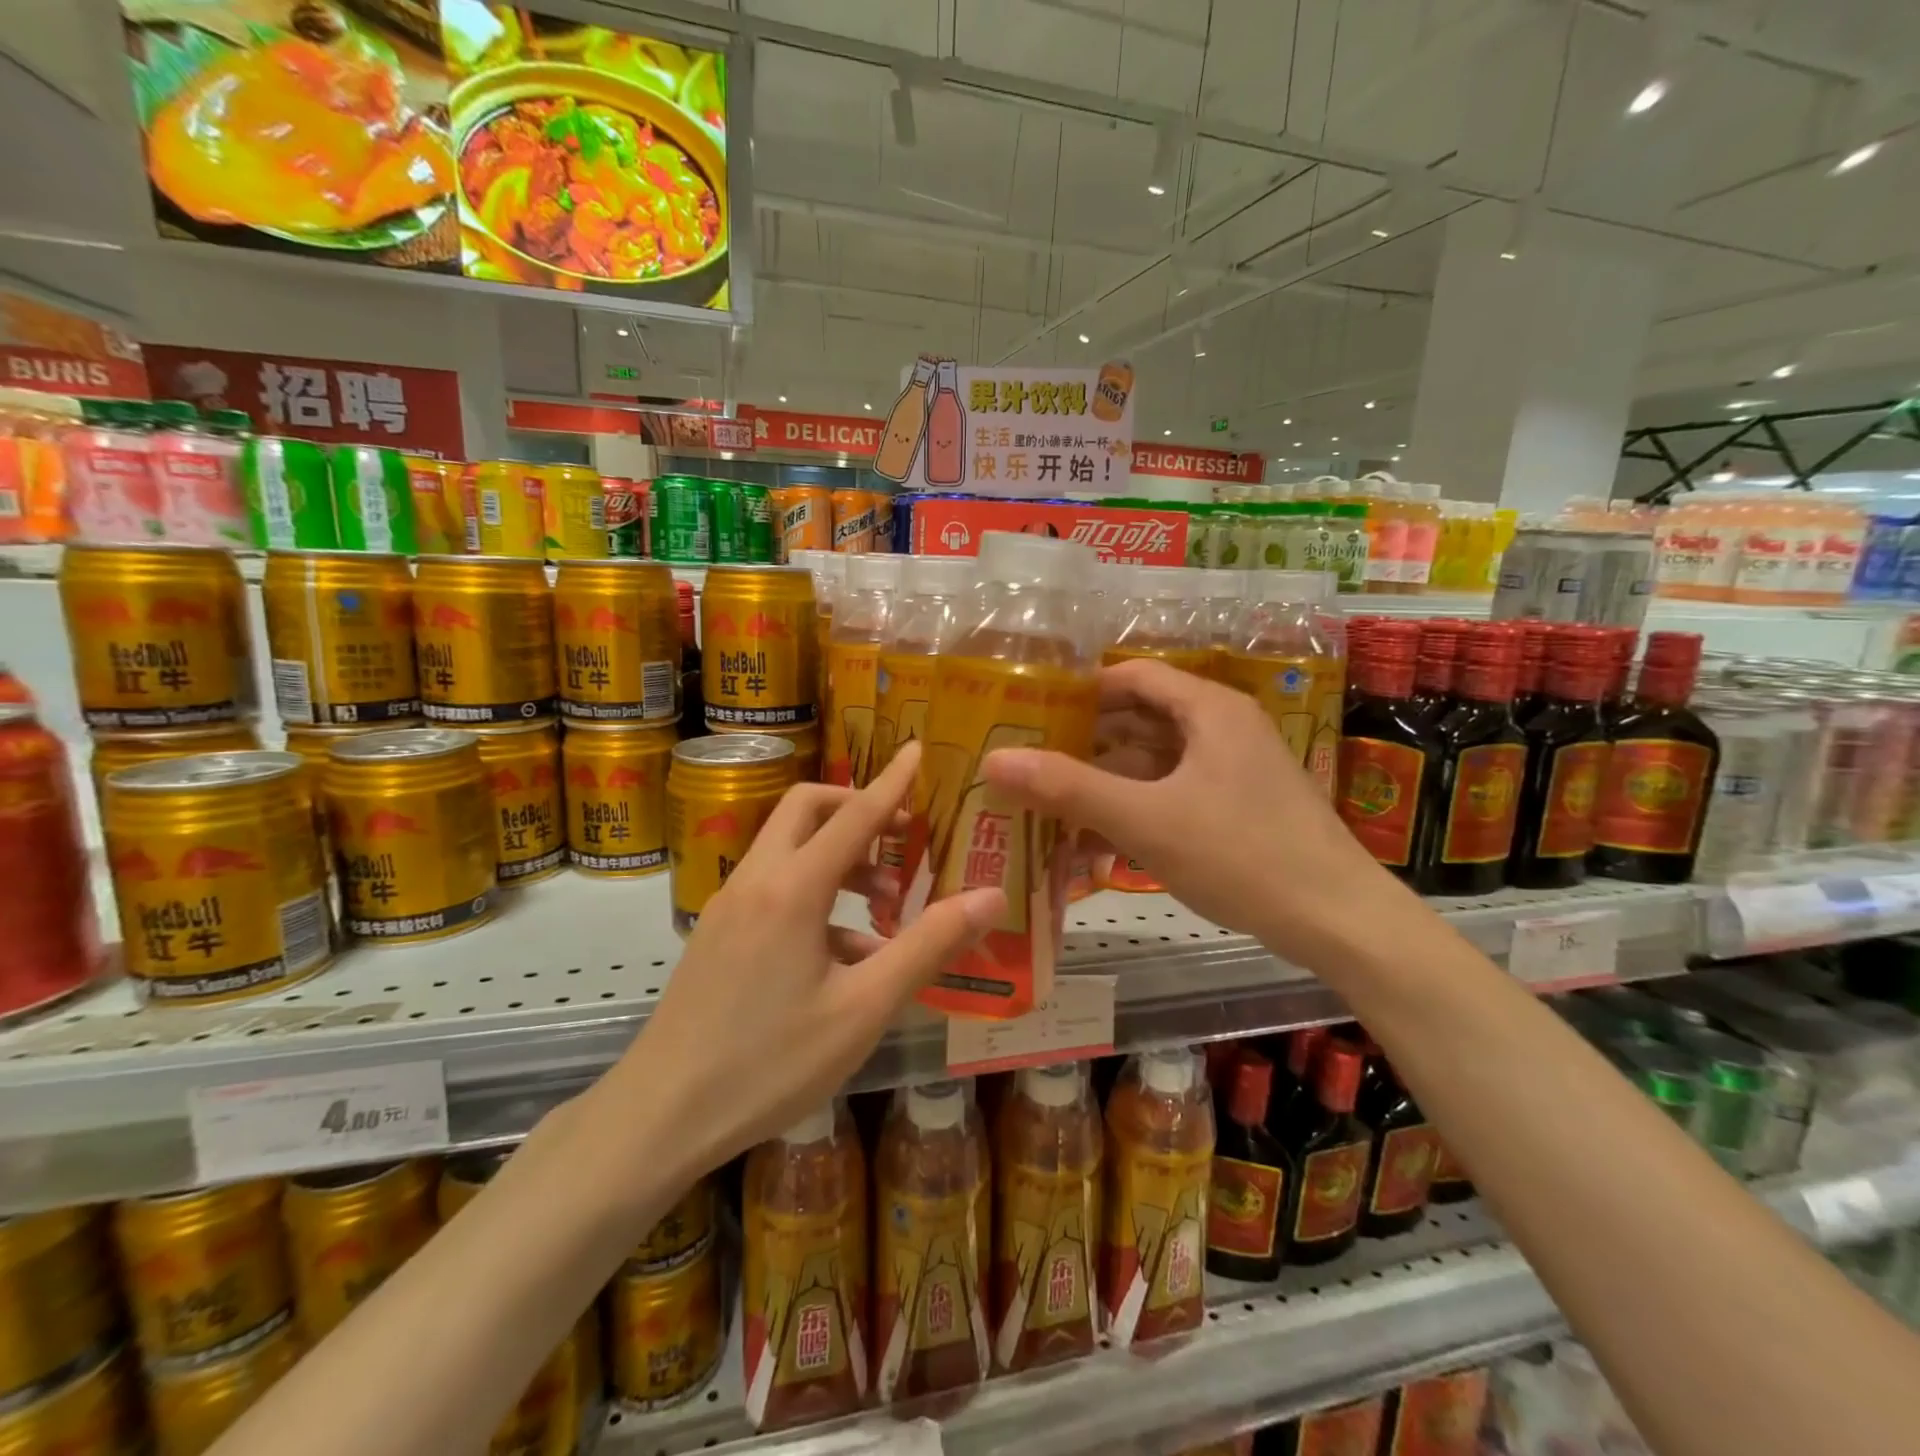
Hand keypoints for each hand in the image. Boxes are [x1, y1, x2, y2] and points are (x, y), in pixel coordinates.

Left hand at [602, 743, 1004, 1182]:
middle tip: (901, 837)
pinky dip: (814, 896)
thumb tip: (990, 897)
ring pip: (787, 849)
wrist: (659, 1117)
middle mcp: (755, 881)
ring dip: (838, 857)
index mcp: (792, 888)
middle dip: (856, 808)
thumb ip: (928, 946)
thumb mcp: (863, 1008)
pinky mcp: (716, 935)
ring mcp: (728, 906)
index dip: (891, 782)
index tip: (916, 749)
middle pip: (806, 809)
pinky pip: (773, 889)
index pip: (853, 815)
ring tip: (885, 903)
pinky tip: (845, 954)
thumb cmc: (770, 1063)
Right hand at [983, 659, 1405, 967]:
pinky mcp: (1238, 807)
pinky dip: (1135, 807)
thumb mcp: (1145, 821)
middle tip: (1030, 758)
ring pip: (1155, 761)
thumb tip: (994, 760)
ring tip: (1051, 800)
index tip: (1031, 711)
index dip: (1080, 689)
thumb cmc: (1242, 855)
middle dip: (1086, 739)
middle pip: (1140, 718)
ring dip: (1107, 779)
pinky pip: (1173, 793)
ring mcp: (1233, 770)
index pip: (1132, 676)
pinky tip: (1096, 839)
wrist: (1338, 921)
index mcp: (1208, 710)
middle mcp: (1223, 728)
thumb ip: (1069, 789)